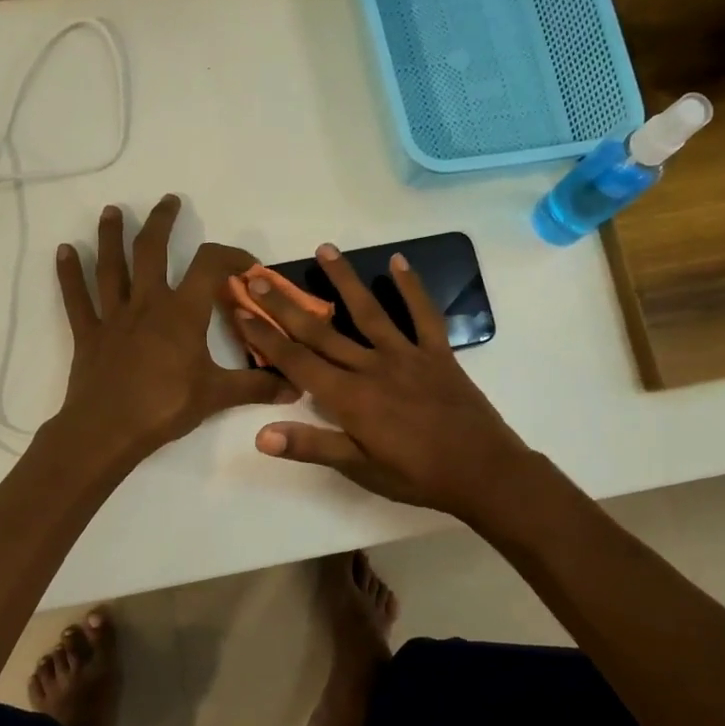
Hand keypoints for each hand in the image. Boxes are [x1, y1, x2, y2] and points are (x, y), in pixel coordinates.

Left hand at [54, 195, 292, 463]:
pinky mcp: (89, 334)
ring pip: (111, 267)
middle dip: (161, 222)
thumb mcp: (217, 396)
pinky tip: (63, 251)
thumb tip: (296, 386)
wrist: (108, 431)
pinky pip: (77, 299)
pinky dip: (69, 274)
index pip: (209, 266)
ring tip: (111, 211)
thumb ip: (257, 387)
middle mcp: (146, 304)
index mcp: (181, 313)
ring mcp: (113, 317)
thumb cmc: (165, 407)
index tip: (245, 263)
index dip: (230, 255)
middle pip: (151, 250)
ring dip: (111, 236)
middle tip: (168, 201)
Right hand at [235, 244, 534, 517]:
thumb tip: (260, 435)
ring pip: (368, 312)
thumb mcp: (360, 468)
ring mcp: (406, 355)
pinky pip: (423, 315)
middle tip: (258, 275)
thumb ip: (311, 445)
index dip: (266, 335)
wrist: (483, 472)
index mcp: (349, 397)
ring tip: (324, 250)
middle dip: (285, 303)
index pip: (296, 361)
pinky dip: (412, 288)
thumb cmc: (416, 475)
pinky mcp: (437, 353)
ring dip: (343, 280)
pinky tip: (398, 262)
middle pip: (320, 330)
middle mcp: (371, 367)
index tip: (241, 309)